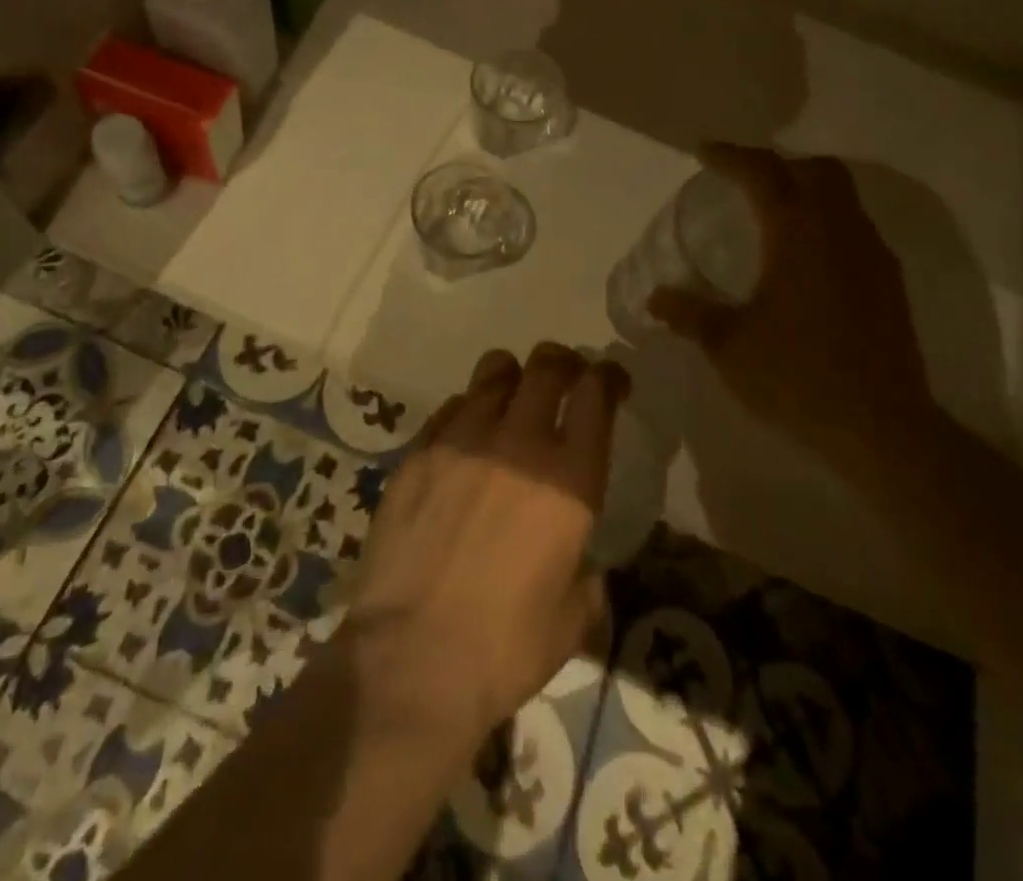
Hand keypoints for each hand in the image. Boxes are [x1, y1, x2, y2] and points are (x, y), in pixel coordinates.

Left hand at [342, 344, 626, 743]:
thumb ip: (586, 572)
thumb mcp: (573, 618)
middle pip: (547, 366)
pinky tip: (466, 438)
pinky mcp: (419, 451)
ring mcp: (463, 439)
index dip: (609, 376)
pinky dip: (468, 410)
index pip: (596, 393)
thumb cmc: (504, 648)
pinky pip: (451, 406)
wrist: (411, 659)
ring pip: (494, 372)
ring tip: (513, 398)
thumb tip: (579, 559)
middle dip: (563, 363)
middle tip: (566, 378)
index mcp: (569, 479)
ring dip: (513, 377)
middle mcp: (519, 442)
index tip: (612, 381)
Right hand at [648, 144, 931, 456]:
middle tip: (741, 178)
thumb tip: (655, 299)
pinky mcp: (888, 282)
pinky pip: (854, 226)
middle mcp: (841, 232)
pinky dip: (824, 219)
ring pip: (842, 196)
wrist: (883, 428)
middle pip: (816, 170)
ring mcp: (872, 255)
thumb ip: (690, 314)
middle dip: (776, 163)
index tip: (704, 152)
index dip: (732, 156)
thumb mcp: (729, 346)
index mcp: (799, 235)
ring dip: (805, 189)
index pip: (765, 174)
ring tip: (769, 211)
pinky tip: (802, 256)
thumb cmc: (798, 377)